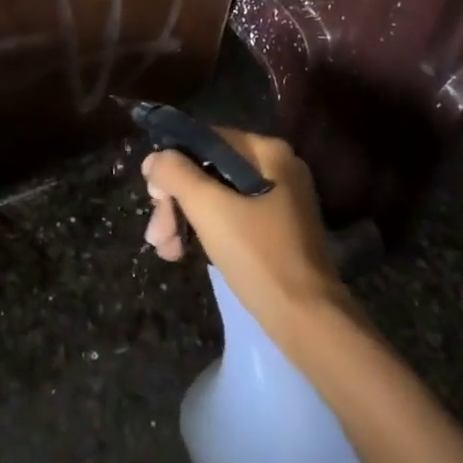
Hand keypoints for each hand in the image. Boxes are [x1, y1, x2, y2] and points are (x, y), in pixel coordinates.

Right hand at [143, 128, 347, 334]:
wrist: (308, 323)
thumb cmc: (259, 256)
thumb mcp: (209, 209)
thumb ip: (175, 173)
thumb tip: (153, 158)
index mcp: (268, 151)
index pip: (205, 140)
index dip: (173, 164)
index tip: (154, 198)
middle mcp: (277, 167)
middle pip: (209, 170)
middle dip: (177, 201)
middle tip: (157, 236)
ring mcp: (279, 199)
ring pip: (217, 195)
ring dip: (185, 219)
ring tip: (166, 252)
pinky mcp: (277, 229)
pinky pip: (232, 216)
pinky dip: (206, 231)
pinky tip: (185, 252)